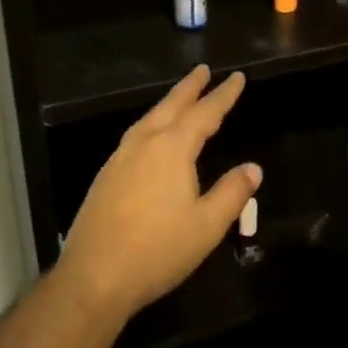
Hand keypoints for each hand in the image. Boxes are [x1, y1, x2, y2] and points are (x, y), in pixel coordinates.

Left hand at [55, 66, 261, 317]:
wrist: (95, 277)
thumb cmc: (158, 250)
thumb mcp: (208, 225)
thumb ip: (232, 193)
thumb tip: (252, 168)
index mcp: (172, 149)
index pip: (205, 113)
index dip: (223, 95)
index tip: (236, 78)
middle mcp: (143, 145)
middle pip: (170, 107)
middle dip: (189, 88)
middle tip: (202, 70)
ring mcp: (119, 159)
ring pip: (148, 120)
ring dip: (167, 105)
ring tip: (179, 99)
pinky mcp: (105, 177)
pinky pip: (134, 137)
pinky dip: (150, 125)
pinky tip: (151, 139)